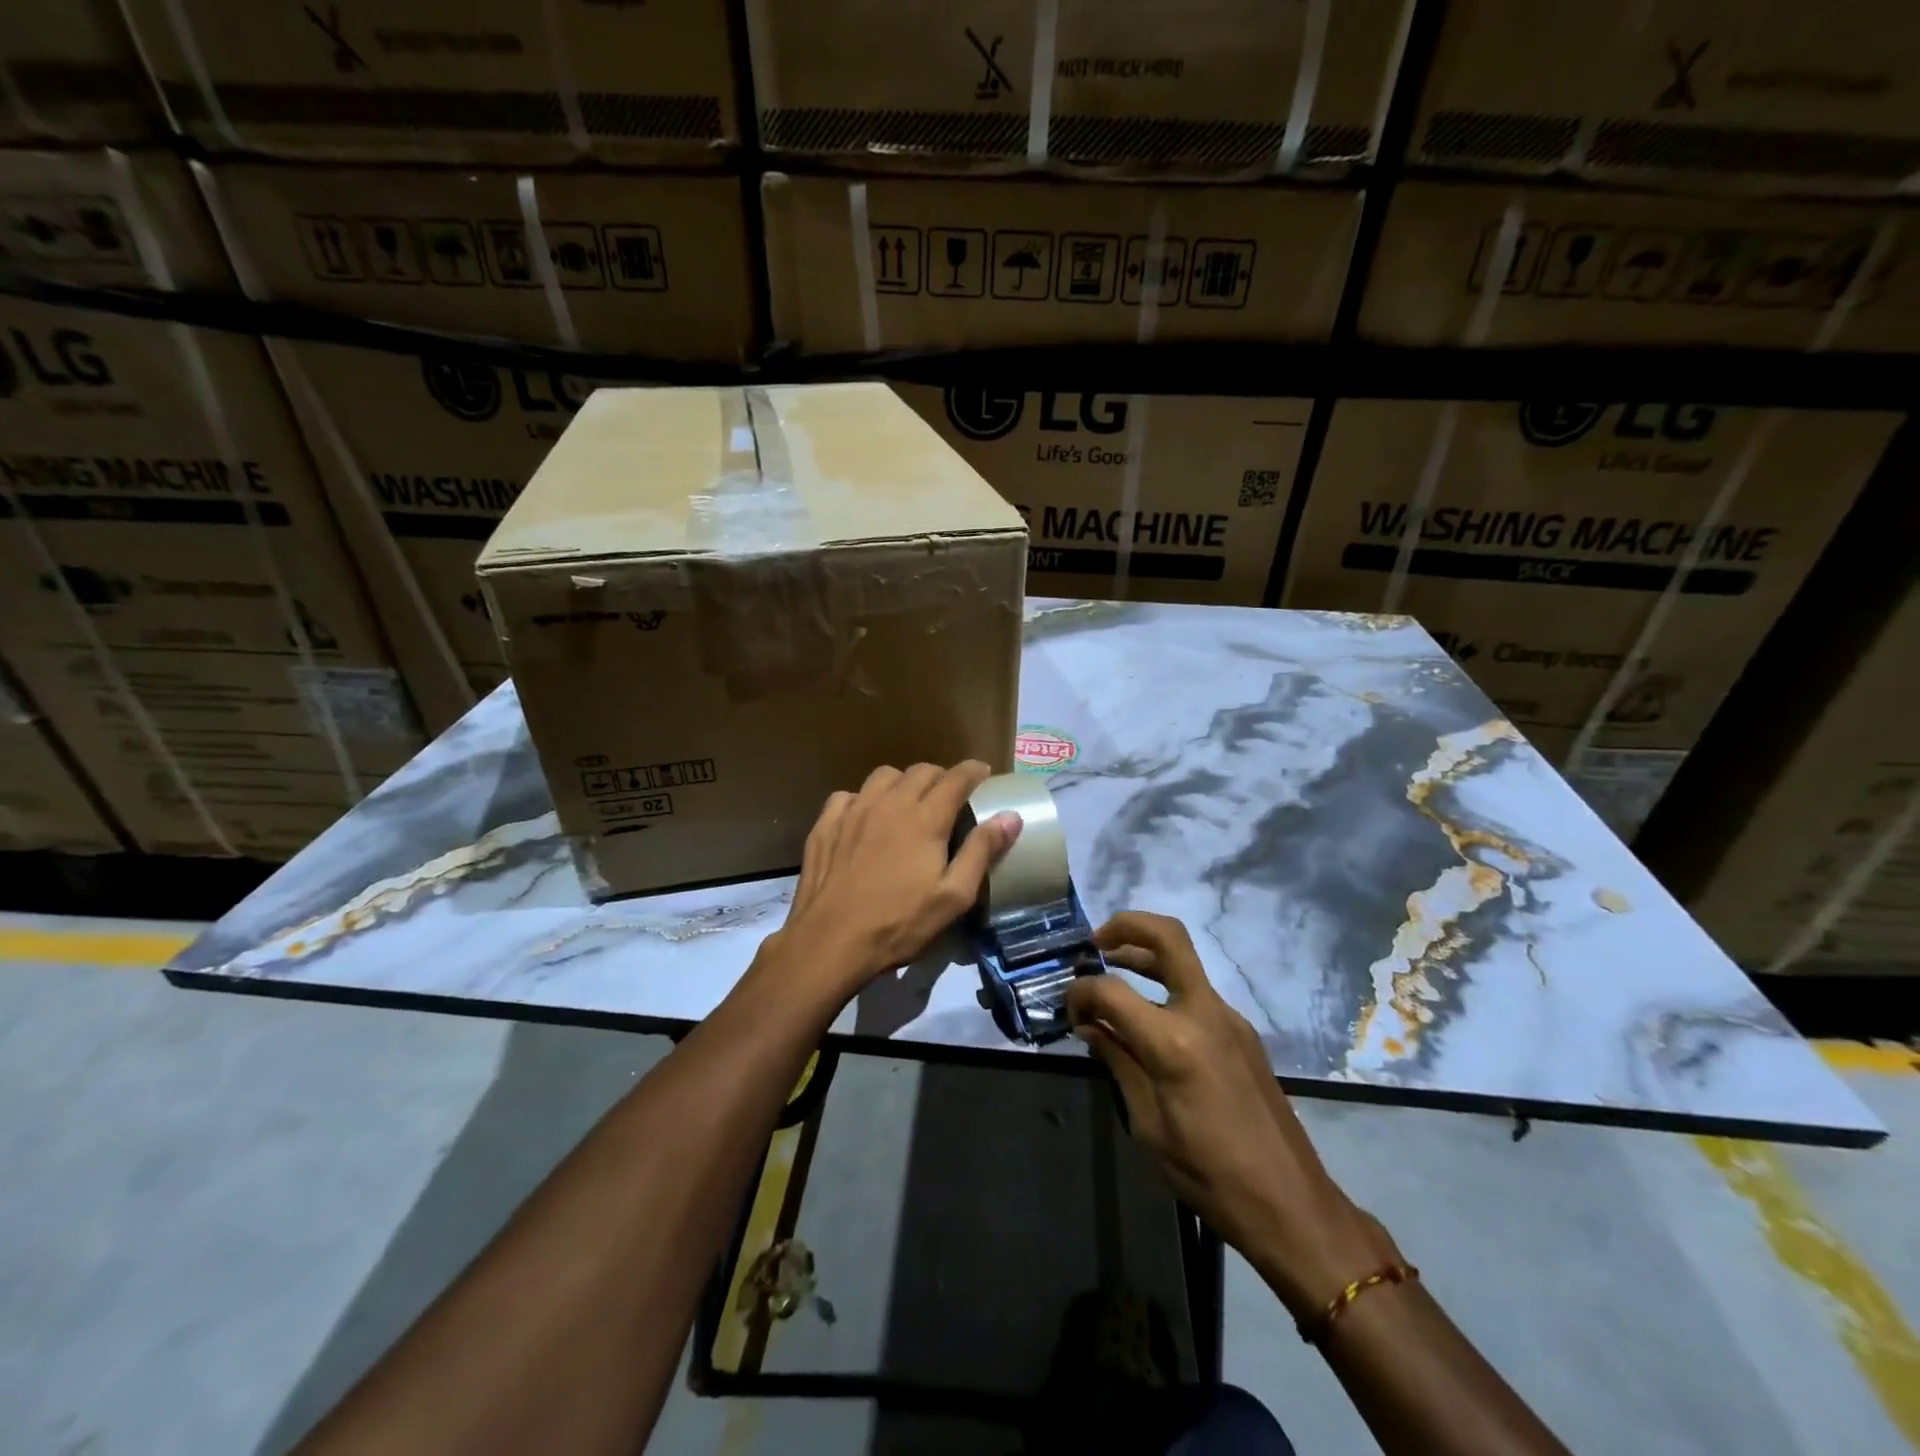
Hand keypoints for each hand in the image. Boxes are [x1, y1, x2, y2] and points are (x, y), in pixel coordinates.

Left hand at [769, 761, 1022, 1004]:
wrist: (831, 941)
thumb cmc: (899, 923)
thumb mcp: (953, 896)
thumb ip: (981, 851)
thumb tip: (1010, 816)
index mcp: (925, 818)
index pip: (956, 778)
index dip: (973, 770)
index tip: (983, 772)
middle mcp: (890, 803)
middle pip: (921, 771)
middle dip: (941, 776)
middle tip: (950, 793)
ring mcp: (854, 810)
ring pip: (884, 776)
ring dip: (903, 782)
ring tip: (908, 801)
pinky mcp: (826, 823)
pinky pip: (849, 795)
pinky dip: (864, 799)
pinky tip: (865, 818)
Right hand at [1068, 912, 1395, 1321]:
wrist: (1291, 1204)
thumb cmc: (1209, 1174)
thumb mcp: (1148, 1124)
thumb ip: (1119, 1062)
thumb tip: (1091, 1026)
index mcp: (1174, 1041)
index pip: (1112, 991)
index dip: (1081, 992)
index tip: (1069, 1008)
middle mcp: (1205, 1013)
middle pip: (1168, 936)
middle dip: (1127, 926)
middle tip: (1097, 942)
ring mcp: (1230, 1019)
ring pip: (1184, 961)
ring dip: (1145, 955)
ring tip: (1112, 967)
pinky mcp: (1243, 1033)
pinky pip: (1197, 993)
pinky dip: (1165, 989)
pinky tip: (1147, 1020)